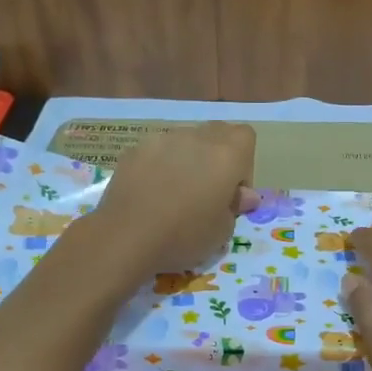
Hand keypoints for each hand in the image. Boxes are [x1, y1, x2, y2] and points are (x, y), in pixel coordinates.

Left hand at [89, 123, 259, 273]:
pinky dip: (160, 165)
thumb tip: (243, 195)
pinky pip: (157, 151)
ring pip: (185, 141)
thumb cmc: (184, 236)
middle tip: (206, 191)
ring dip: (187, 159)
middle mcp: (196, 138)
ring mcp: (162, 139)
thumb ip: (235, 206)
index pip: (245, 136)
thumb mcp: (222, 231)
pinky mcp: (135, 149)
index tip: (232, 192)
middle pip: (216, 133)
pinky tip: (150, 193)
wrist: (126, 237)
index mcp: (226, 154)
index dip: (243, 164)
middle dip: (217, 157)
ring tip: (174, 192)